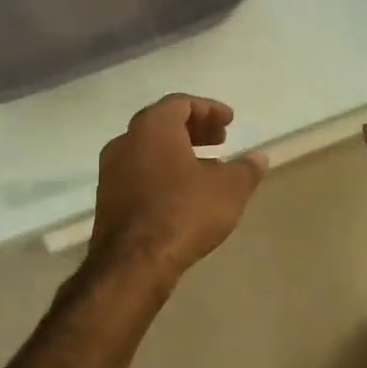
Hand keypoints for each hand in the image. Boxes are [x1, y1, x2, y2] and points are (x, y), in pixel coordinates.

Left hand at [89, 95, 266, 280]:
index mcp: (153, 127)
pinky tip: (184, 193)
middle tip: (220, 140)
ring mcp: (111, 171)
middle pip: (162, 124)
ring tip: (207, 169)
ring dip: (178, 152)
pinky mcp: (107, 199)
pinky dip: (163, 172)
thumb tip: (259, 158)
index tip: (229, 122)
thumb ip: (246, 168)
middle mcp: (126, 141)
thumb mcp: (229, 189)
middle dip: (194, 129)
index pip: (181, 103)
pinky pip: (139, 173)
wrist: (133, 263)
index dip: (209, 109)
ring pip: (149, 150)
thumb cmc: (184, 212)